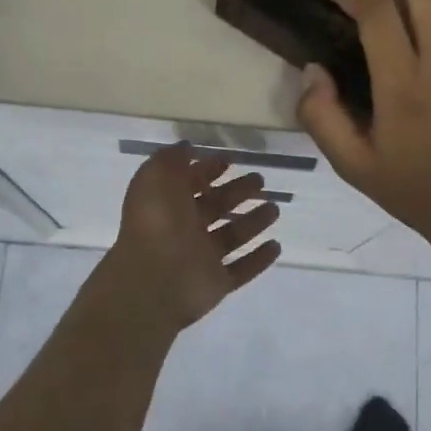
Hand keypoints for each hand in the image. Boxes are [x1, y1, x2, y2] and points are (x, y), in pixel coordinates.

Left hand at [108, 145, 282, 327]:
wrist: (153, 281)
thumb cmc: (156, 223)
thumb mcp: (156, 177)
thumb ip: (171, 159)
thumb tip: (187, 147)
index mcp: (168, 204)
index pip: (190, 183)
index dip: (208, 170)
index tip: (230, 160)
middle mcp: (184, 230)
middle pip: (216, 207)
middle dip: (237, 191)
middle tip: (261, 180)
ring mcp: (201, 259)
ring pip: (232, 236)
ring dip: (253, 222)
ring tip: (275, 209)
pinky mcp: (217, 283)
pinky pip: (241, 270)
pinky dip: (259, 259)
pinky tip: (276, 246)